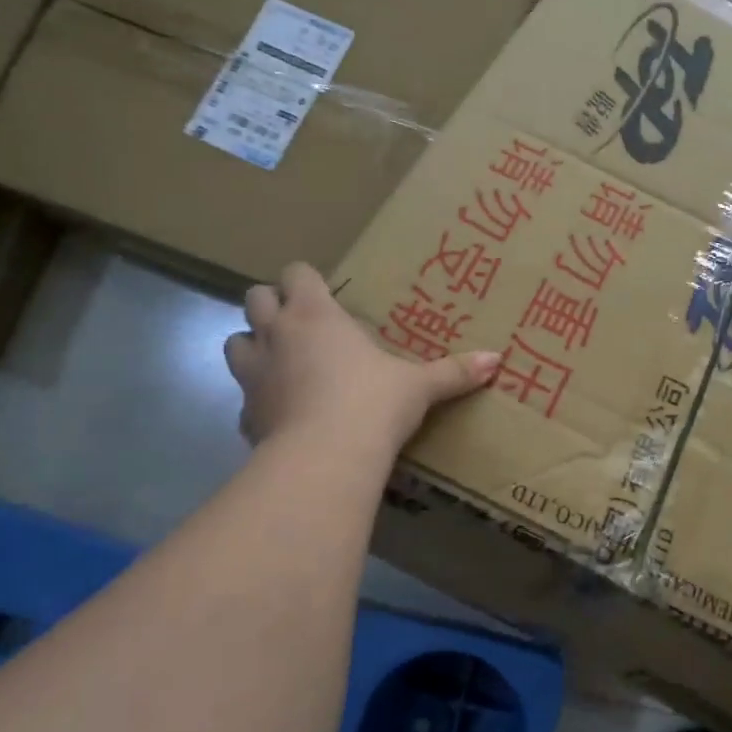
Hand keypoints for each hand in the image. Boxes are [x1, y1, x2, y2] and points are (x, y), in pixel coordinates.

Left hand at [223, 264, 499, 451]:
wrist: (325, 458)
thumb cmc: (372, 403)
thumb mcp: (419, 386)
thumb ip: (454, 371)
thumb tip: (497, 359)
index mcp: (315, 314)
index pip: (295, 273)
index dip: (306, 280)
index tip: (325, 295)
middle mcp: (276, 334)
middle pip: (254, 298)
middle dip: (272, 305)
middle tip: (302, 325)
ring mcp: (253, 375)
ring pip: (234, 343)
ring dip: (254, 347)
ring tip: (283, 365)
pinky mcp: (245, 415)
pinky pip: (244, 399)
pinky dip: (259, 401)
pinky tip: (283, 416)